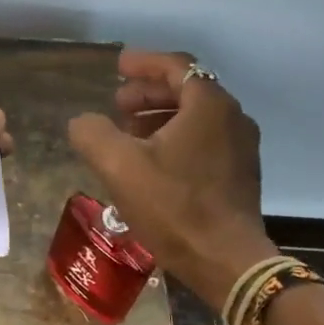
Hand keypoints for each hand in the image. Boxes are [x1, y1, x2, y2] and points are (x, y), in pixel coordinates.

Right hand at [68, 50, 273, 309]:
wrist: (225, 260)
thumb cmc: (173, 206)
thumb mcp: (119, 165)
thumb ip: (93, 134)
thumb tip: (82, 122)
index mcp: (209, 105)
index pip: (176, 66)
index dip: (143, 63)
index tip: (117, 66)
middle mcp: (232, 118)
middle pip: (187, 89)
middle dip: (148, 93)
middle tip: (116, 104)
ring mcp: (241, 147)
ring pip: (196, 117)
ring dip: (160, 117)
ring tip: (128, 133)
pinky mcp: (240, 174)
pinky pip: (204, 140)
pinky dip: (176, 138)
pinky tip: (152, 163)